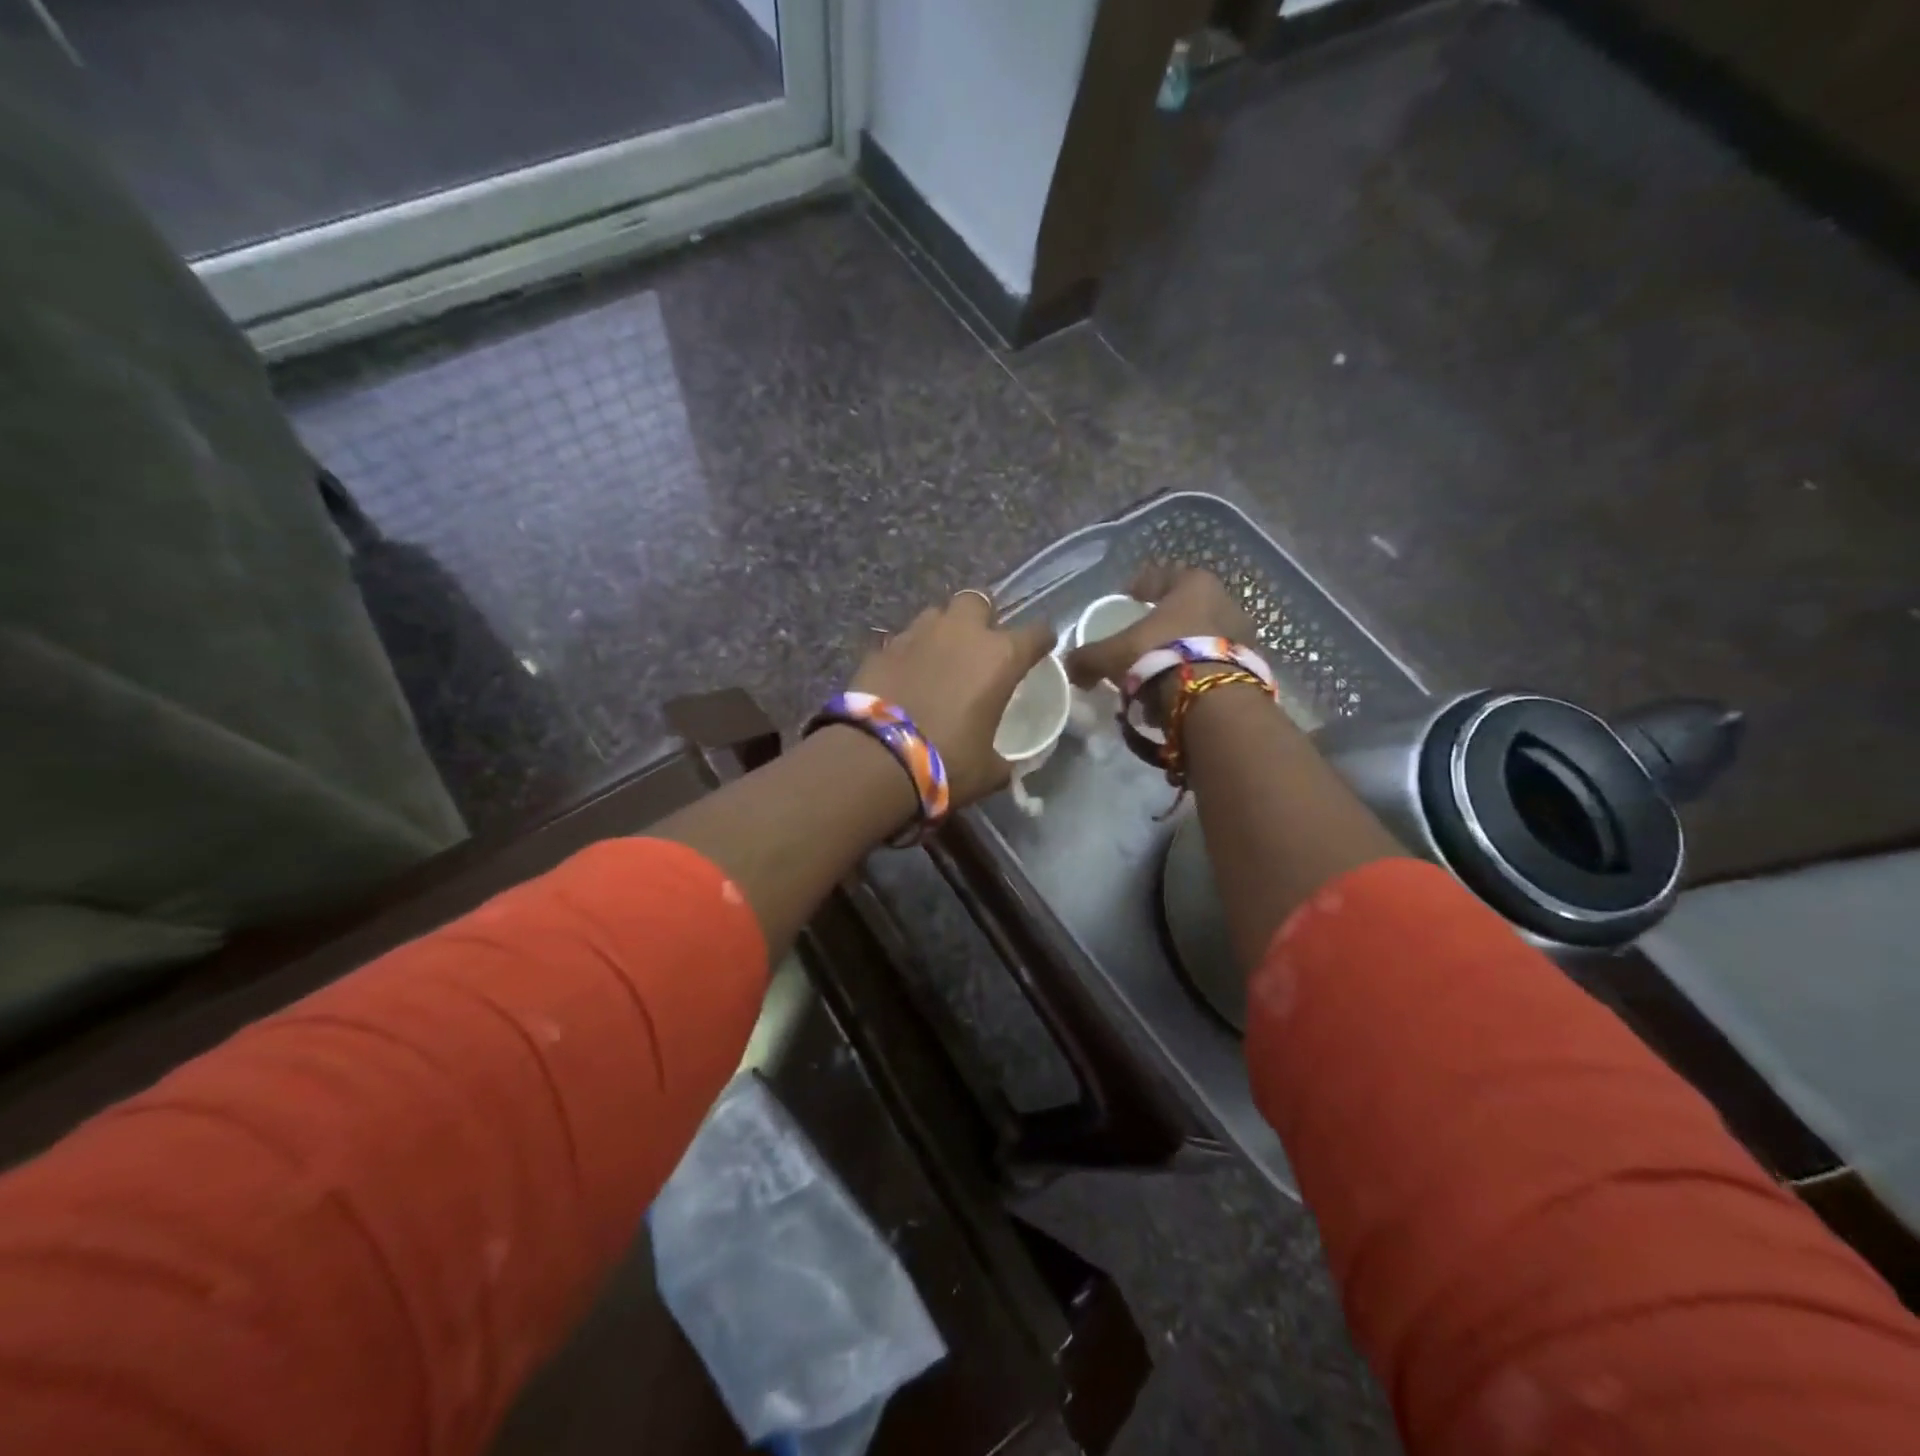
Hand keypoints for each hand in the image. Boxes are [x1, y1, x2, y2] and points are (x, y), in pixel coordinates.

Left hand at [851, 591, 1055, 808]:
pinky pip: (903, 640)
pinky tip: (906, 676)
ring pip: (936, 614)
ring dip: (942, 631)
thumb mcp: (989, 770)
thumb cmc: (947, 762)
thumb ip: (1003, 759)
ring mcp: (917, 635)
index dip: (1041, 641)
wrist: (877, 758)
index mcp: (999, 657)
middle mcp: (961, 633)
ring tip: (939, 659)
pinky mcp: (882, 648)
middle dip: (982, 618)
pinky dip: (909, 653)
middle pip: (978, 602)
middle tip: (979, 646)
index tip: (1040, 650)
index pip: (1036, 632)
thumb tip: (1005, 765)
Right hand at [1063, 564, 1256, 719]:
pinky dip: (1196, 673)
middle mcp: (1224, 600)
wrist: (1213, 700)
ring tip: (1157, 672)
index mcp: (1193, 584)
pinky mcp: (1252, 666)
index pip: (1163, 575)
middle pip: (1186, 607)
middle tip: (1142, 638)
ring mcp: (1243, 634)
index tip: (1128, 596)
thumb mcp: (1112, 655)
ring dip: (1181, 650)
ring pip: (1202, 636)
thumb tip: (1069, 667)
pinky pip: (1215, 664)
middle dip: (1164, 622)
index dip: (1141, 585)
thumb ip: (1088, 658)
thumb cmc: (1159, 656)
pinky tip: (1177, 691)